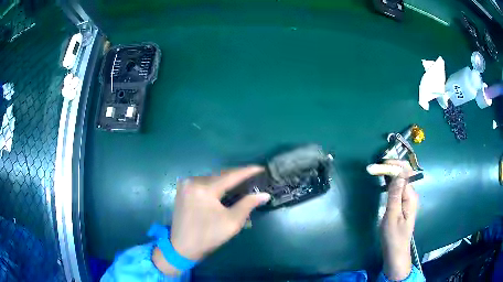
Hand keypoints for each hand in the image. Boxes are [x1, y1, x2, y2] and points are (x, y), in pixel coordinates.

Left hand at [153, 166, 270, 274]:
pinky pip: (203, 183)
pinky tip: (224, 189)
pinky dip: (215, 185)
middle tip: (253, 177)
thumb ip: (248, 204)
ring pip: (212, 178)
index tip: (260, 168)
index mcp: (204, 189)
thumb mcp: (232, 222)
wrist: (182, 247)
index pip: (230, 176)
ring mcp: (186, 184)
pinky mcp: (183, 190)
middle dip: (237, 176)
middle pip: (220, 175)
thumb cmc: (208, 236)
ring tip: (241, 183)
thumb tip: (264, 194)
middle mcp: (193, 181)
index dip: (247, 171)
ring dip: (226, 181)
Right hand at [380, 160, 418, 280]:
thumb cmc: (393, 237)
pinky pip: (398, 187)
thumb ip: (395, 195)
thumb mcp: (392, 216)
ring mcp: (408, 199)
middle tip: (376, 166)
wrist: (396, 252)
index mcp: (410, 196)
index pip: (405, 173)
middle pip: (404, 174)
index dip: (395, 165)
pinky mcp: (403, 203)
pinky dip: (391, 182)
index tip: (380, 164)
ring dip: (391, 173)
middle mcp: (411, 194)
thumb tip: (398, 174)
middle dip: (392, 167)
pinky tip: (383, 181)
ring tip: (378, 170)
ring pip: (401, 180)